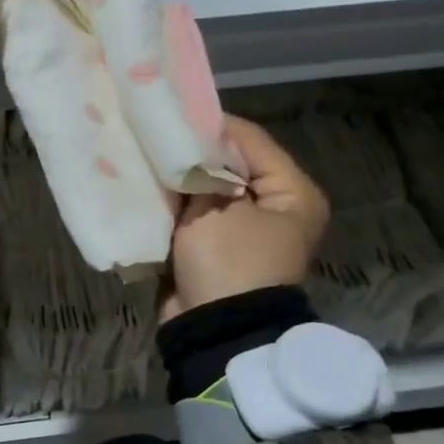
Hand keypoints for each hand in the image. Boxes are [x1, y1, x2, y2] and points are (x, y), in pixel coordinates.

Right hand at [161, 117, 329, 323]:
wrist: (218, 330)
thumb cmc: (228, 262)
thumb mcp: (215, 209)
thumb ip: (202, 170)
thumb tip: (189, 147)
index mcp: (293, 193)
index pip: (252, 141)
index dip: (213, 125)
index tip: (175, 113)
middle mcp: (277, 208)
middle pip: (232, 165)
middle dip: (195, 154)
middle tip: (158, 136)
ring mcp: (248, 230)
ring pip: (211, 190)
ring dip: (183, 180)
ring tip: (150, 159)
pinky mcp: (222, 248)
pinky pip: (199, 215)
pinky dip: (179, 205)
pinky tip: (152, 190)